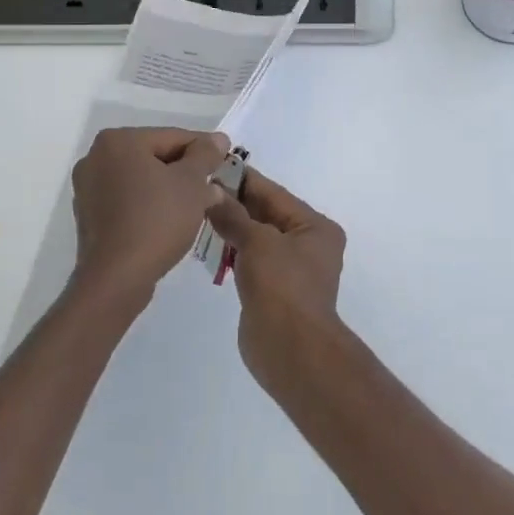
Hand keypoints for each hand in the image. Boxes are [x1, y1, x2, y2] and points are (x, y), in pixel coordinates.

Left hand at [70, 127, 229, 312]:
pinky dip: (150, 205)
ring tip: (197, 207)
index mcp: (118, 141)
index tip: (226, 163)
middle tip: (214, 188)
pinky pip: (128, 200)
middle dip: (186, 171)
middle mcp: (96, 158)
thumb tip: (218, 138)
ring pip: (142, 179)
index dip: (204, 150)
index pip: (173, 136)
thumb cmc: (157, 220)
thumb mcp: (192, 184)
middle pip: (155, 156)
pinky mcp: (89, 216)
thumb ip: (206, 155)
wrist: (117, 278)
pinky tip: (171, 221)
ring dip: (170, 189)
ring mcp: (88, 188)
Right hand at [204, 169, 345, 383]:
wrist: (291, 349)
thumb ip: (234, 215)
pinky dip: (233, 250)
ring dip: (231, 226)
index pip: (275, 193)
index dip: (244, 179)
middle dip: (235, 202)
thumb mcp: (258, 242)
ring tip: (198, 210)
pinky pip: (251, 260)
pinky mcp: (274, 290)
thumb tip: (212, 192)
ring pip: (257, 237)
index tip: (215, 165)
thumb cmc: (282, 286)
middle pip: (267, 214)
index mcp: (315, 227)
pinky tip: (208, 242)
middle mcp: (308, 244)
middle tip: (200, 187)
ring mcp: (291, 269)